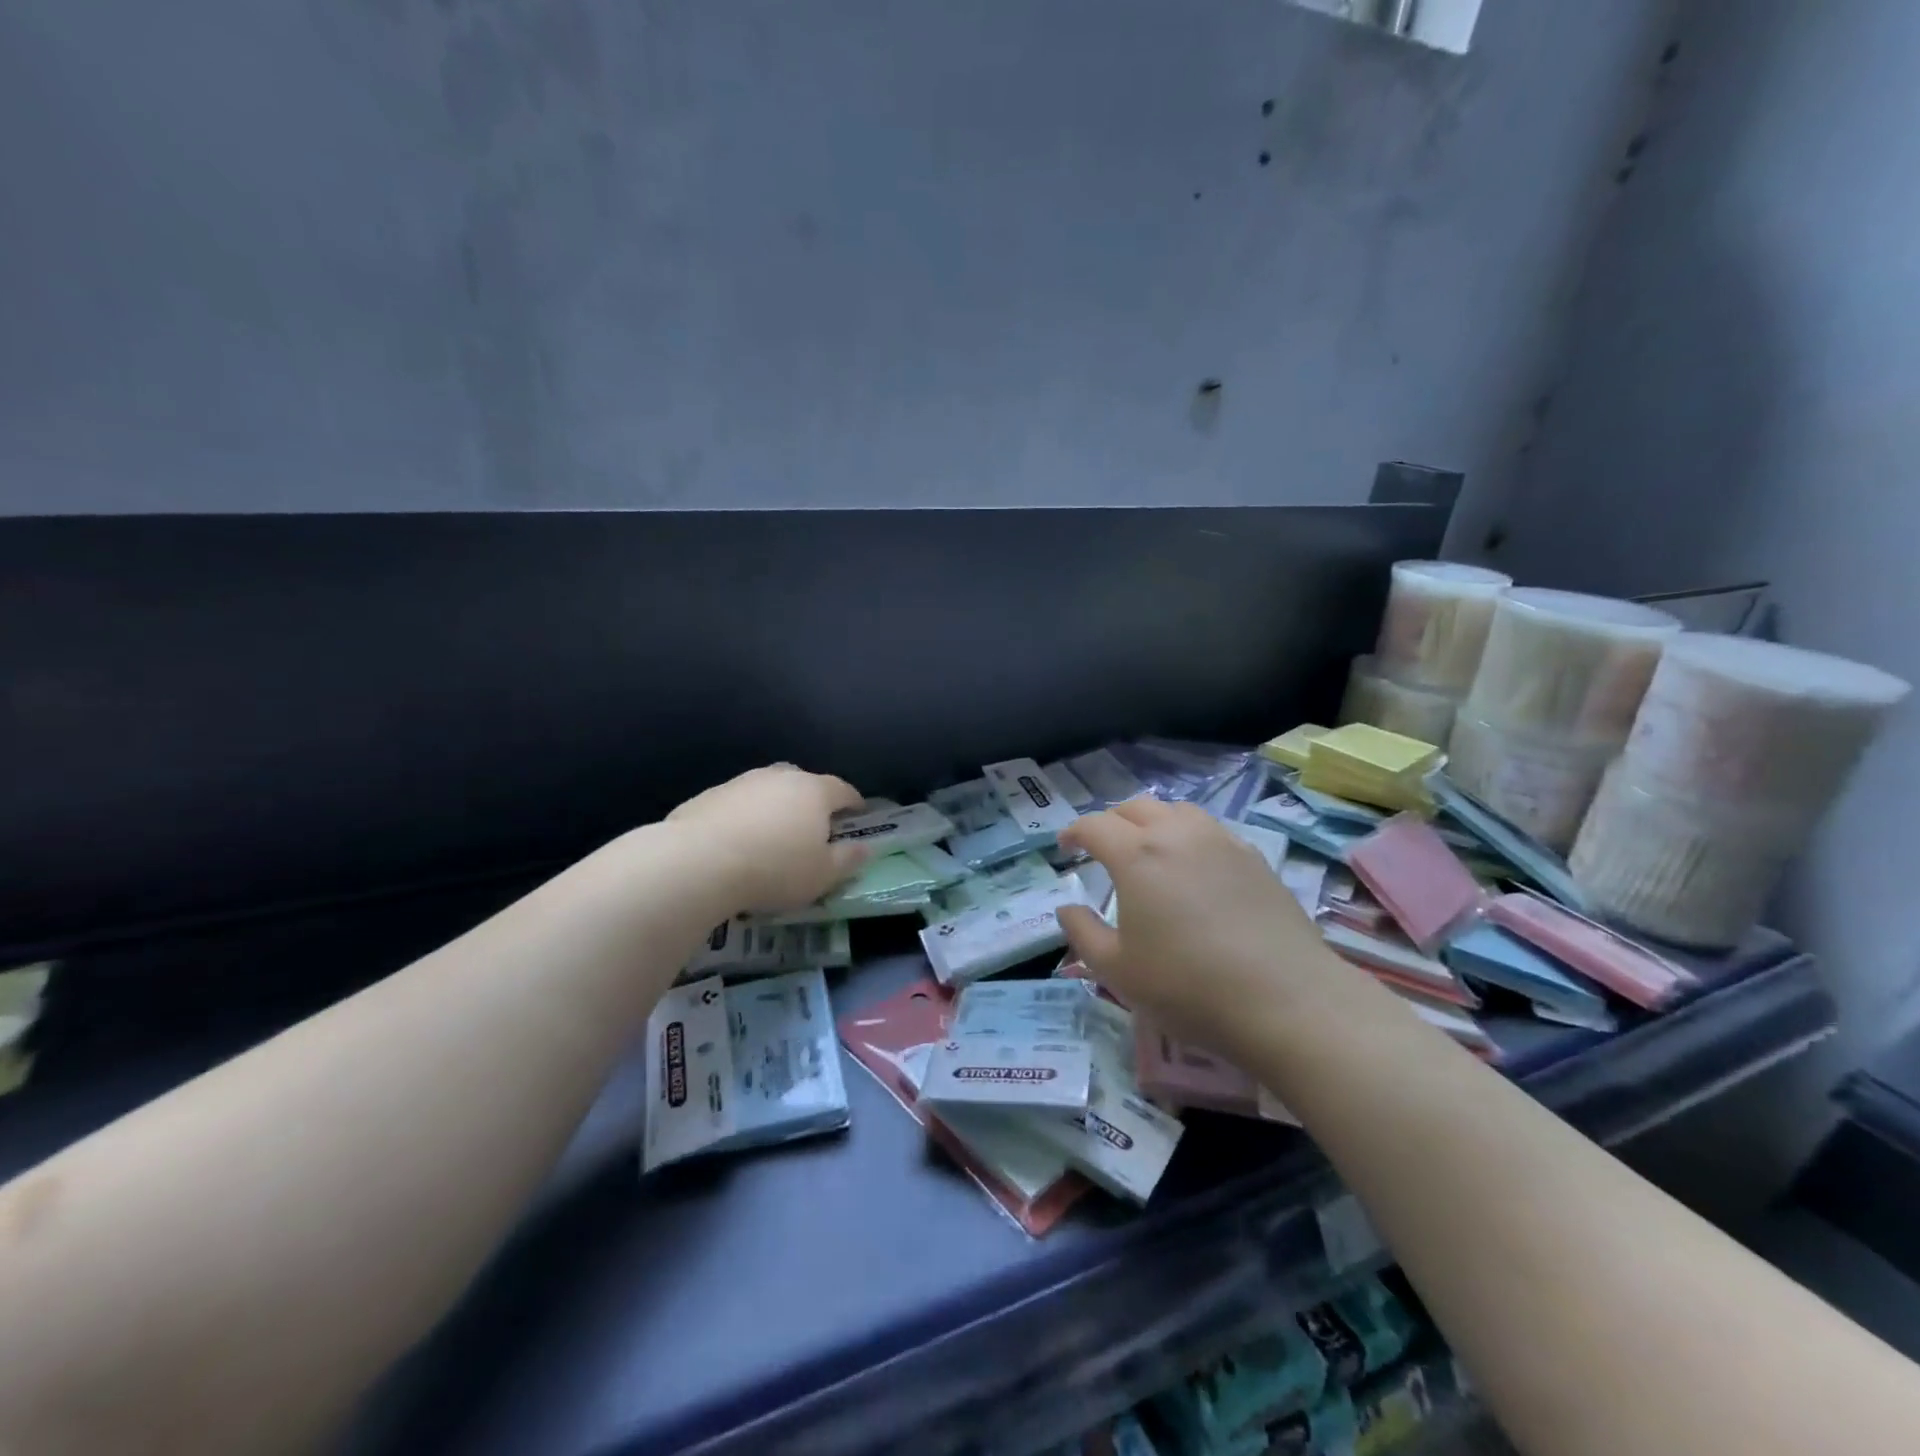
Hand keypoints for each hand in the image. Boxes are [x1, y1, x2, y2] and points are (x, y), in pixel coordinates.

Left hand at [669, 765, 868, 913]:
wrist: (699, 863)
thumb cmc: (774, 869)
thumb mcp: (822, 875)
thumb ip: (847, 860)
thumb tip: (864, 848)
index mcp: (814, 791)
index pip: (843, 789)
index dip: (854, 802)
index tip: (859, 815)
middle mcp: (779, 777)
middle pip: (803, 782)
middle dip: (812, 800)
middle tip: (814, 825)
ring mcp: (741, 783)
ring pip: (767, 789)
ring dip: (774, 807)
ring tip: (772, 835)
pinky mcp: (708, 796)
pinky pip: (737, 804)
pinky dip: (744, 817)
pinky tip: (737, 842)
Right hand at [1055, 799, 1355, 1057]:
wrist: (1287, 1002)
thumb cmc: (1188, 987)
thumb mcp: (1117, 971)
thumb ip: (1083, 933)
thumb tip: (1068, 907)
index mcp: (1137, 854)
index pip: (1095, 825)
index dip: (1074, 832)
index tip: (1065, 848)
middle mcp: (1178, 834)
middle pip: (1136, 807)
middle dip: (1111, 821)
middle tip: (1102, 847)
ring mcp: (1222, 842)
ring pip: (1178, 811)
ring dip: (1153, 821)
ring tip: (1149, 849)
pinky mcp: (1255, 859)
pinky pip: (1211, 830)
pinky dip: (1190, 836)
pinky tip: (1194, 867)